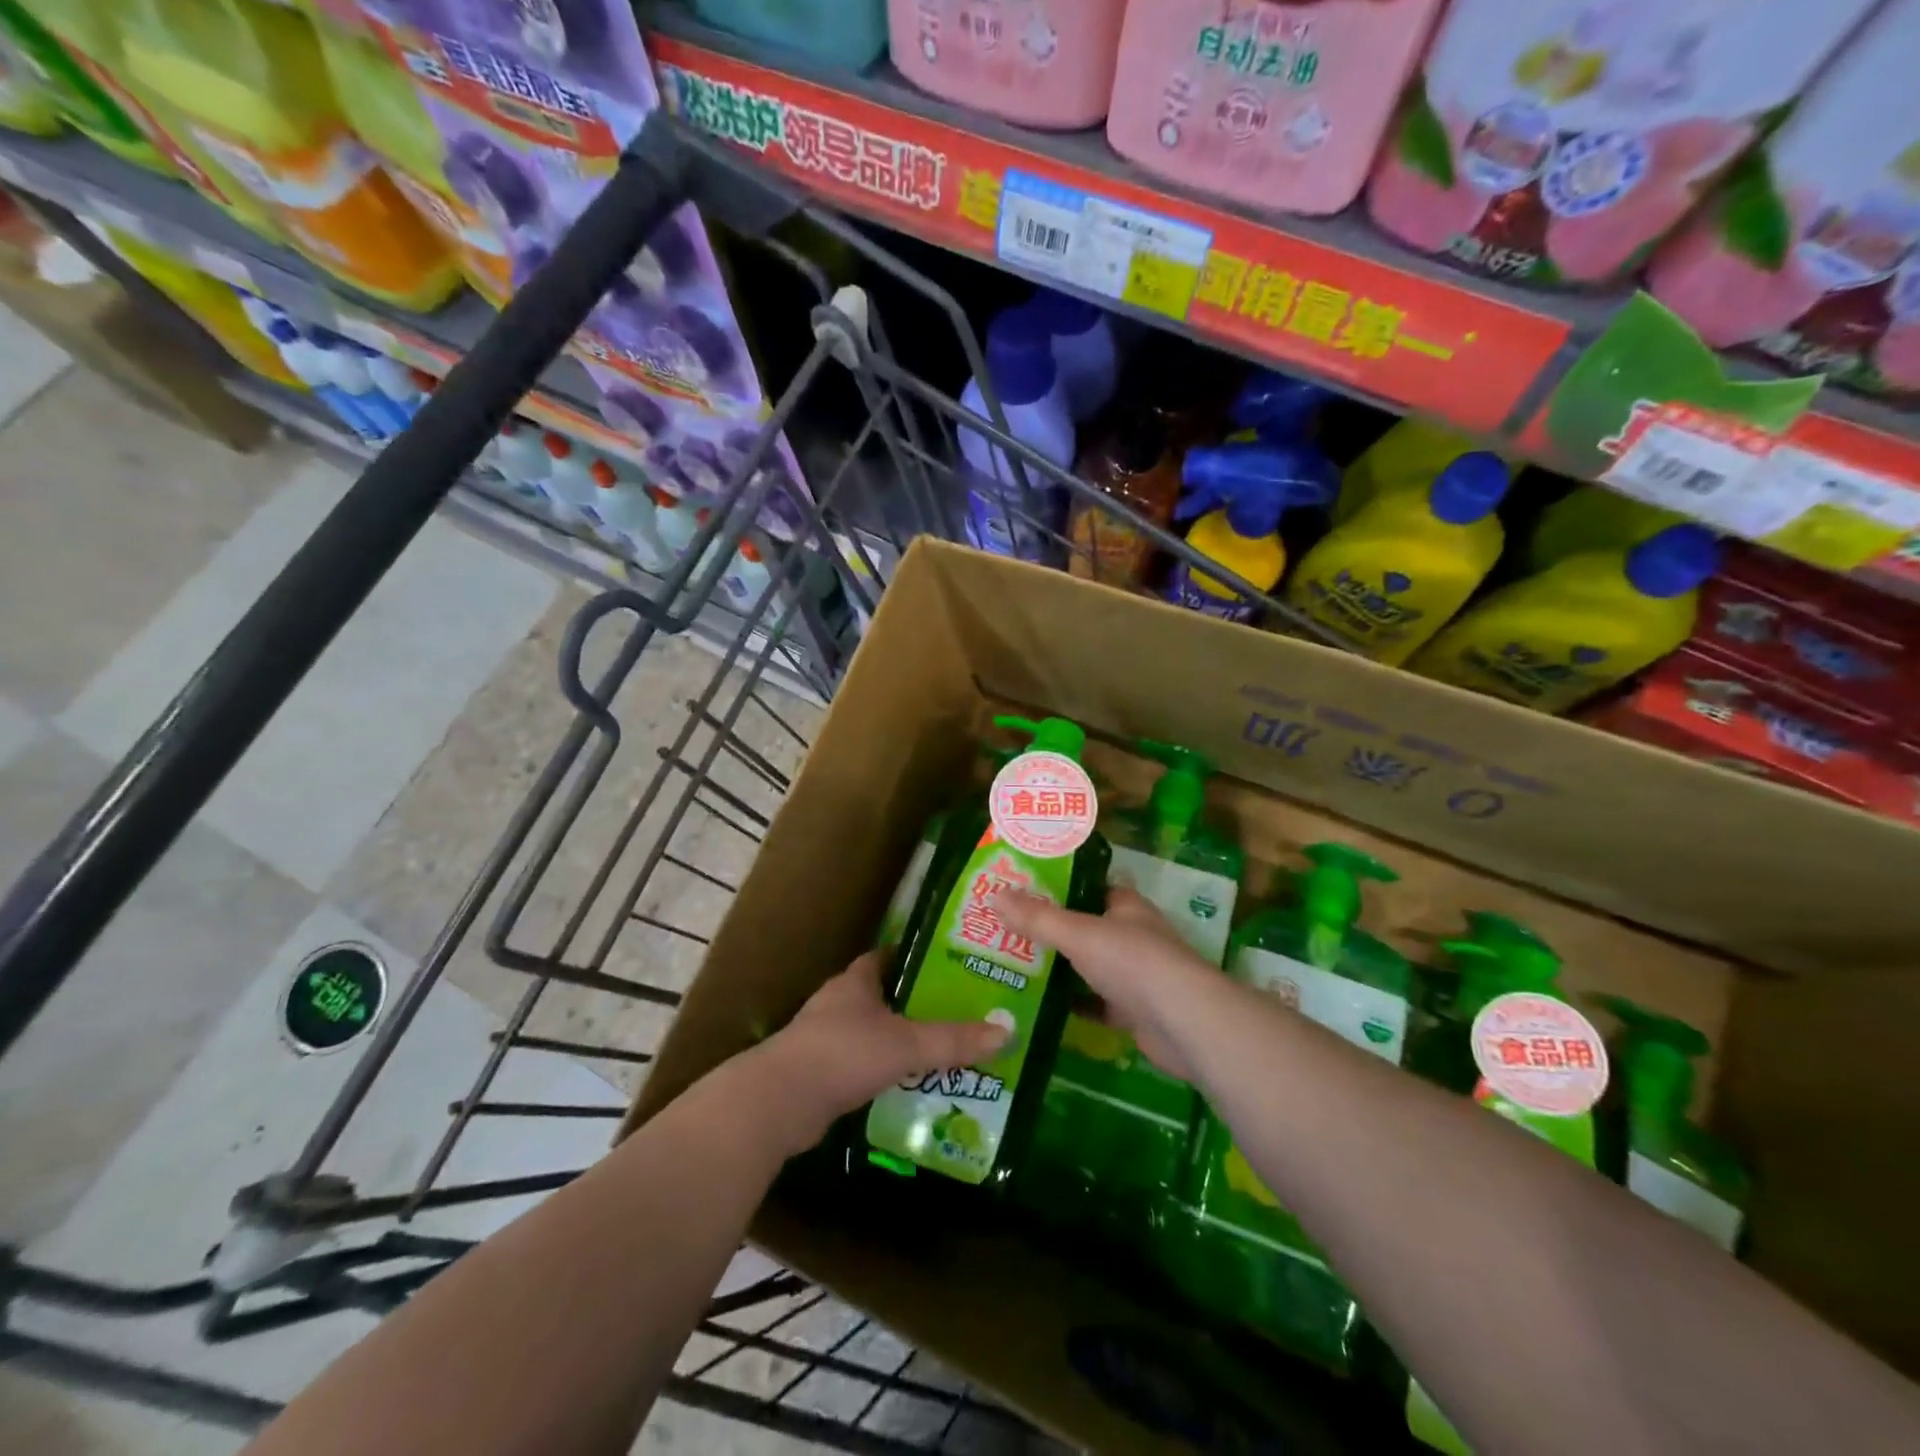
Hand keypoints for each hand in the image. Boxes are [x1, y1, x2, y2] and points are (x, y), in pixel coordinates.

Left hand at [757, 951, 1010, 1150]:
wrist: (779, 1102)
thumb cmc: (843, 1054)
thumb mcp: (905, 1044)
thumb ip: (952, 1040)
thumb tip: (1005, 1032)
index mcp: (854, 983)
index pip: (885, 958)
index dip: (911, 959)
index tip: (943, 965)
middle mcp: (836, 1004)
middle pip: (878, 996)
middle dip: (910, 1003)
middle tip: (951, 1012)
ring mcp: (823, 1039)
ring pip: (867, 1032)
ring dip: (894, 1040)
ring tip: (934, 1051)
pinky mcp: (817, 1074)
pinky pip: (857, 1065)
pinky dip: (878, 1070)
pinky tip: (904, 1086)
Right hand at [997, 888, 1213, 1081]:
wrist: (1183, 1023)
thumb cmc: (1133, 962)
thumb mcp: (1078, 934)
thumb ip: (1037, 917)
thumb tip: (994, 895)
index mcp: (1125, 906)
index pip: (1088, 888)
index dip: (1056, 888)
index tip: (1019, 893)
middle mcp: (1132, 935)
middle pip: (1085, 929)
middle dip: (1050, 932)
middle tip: (1005, 933)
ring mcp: (1135, 975)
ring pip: (1088, 967)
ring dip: (1059, 970)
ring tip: (1013, 967)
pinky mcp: (1134, 1012)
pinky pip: (1095, 1004)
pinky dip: (1073, 1005)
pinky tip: (1041, 1007)